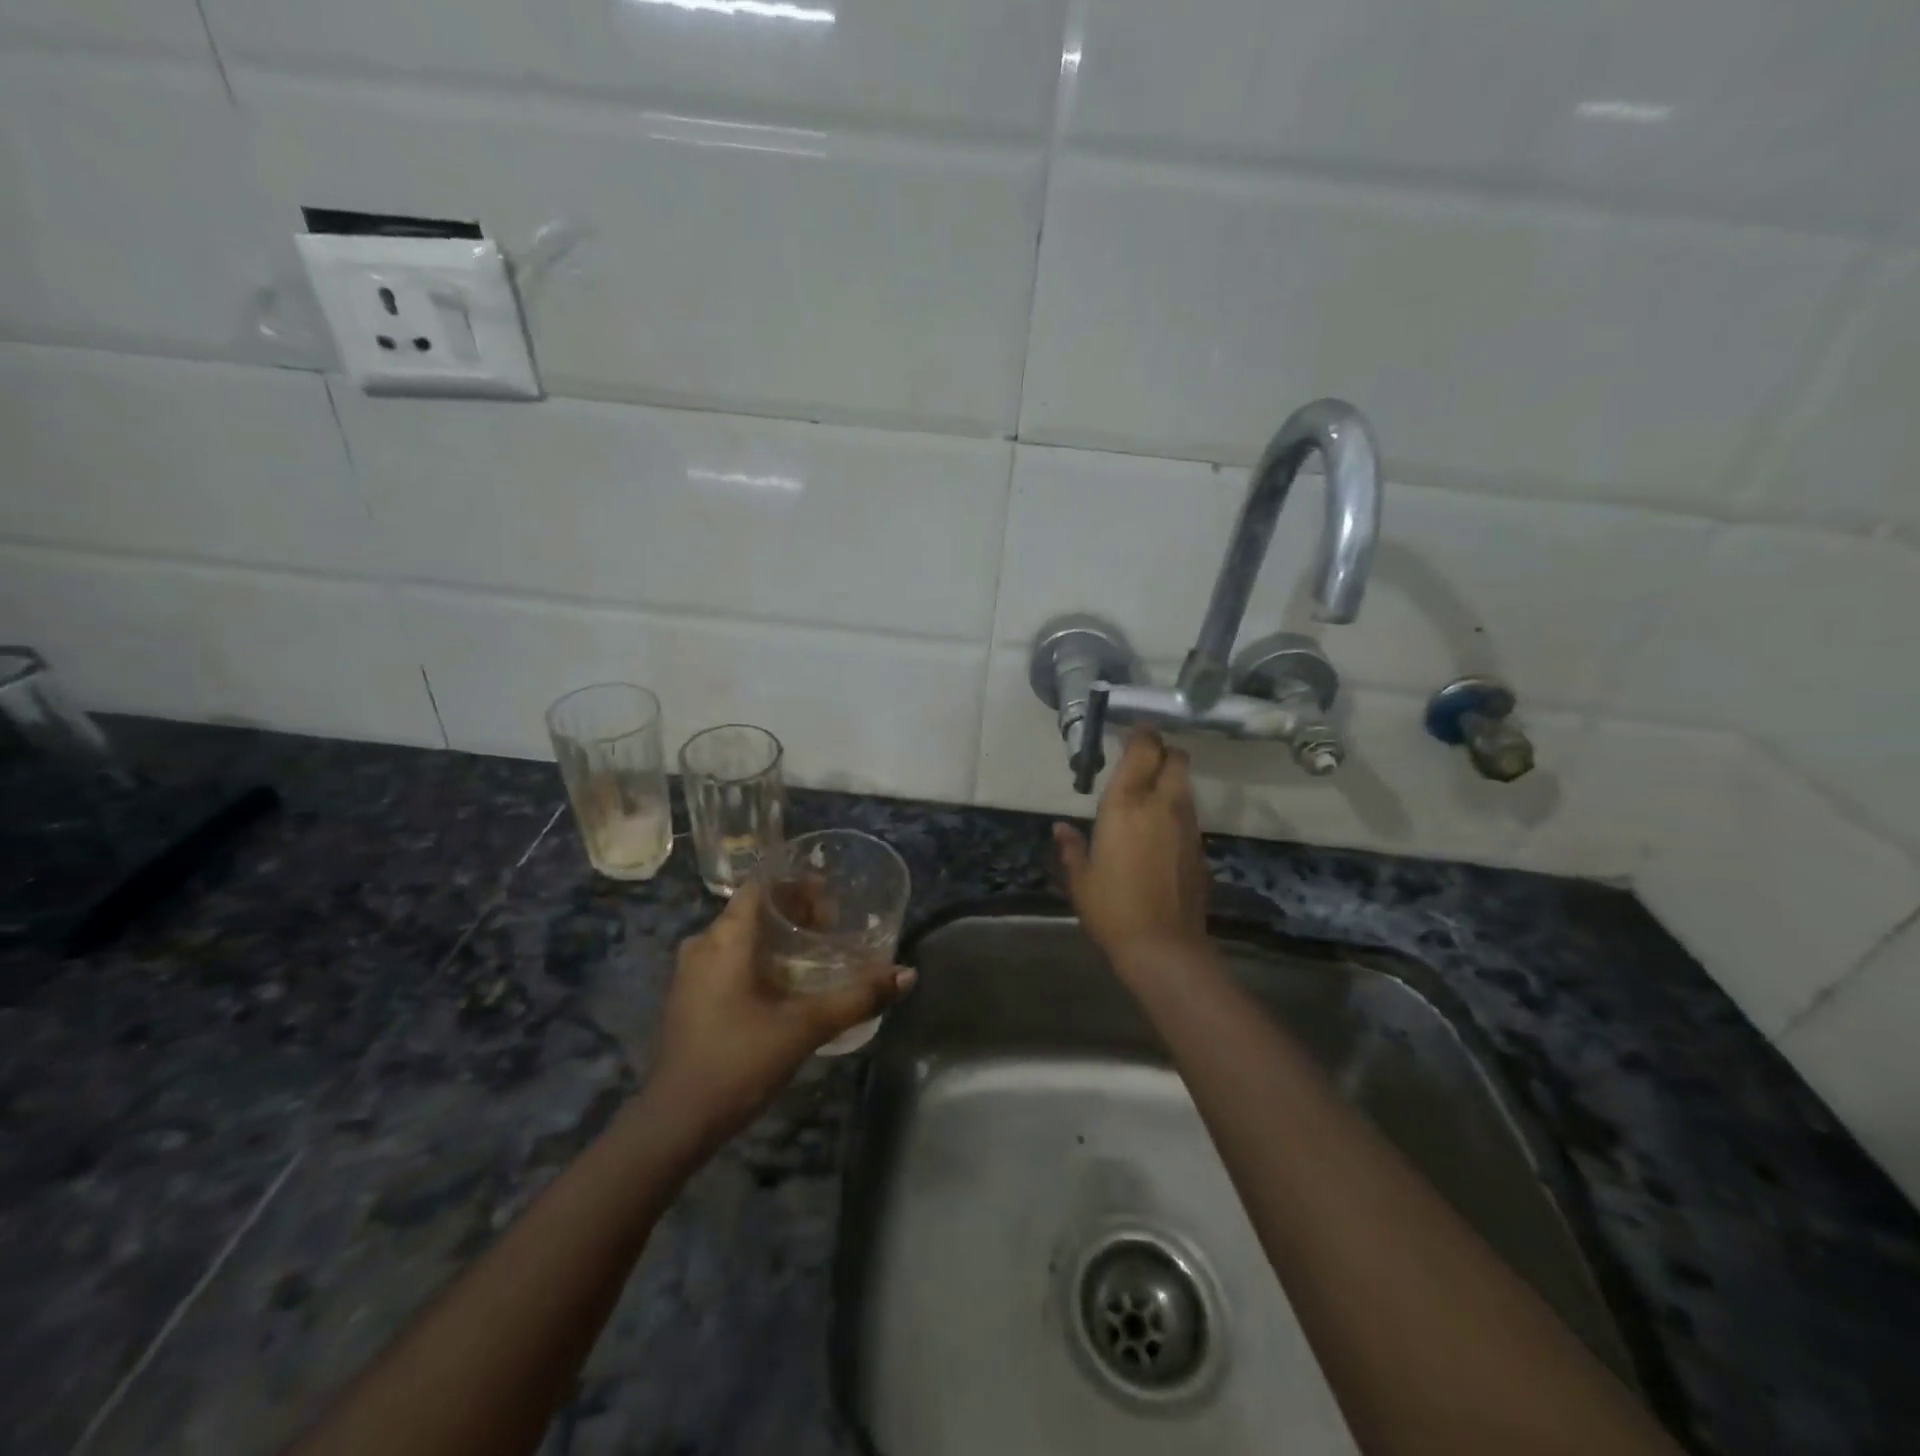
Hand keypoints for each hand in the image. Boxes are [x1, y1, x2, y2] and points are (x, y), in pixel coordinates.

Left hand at [642, 881, 912, 1147]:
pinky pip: (729, 958)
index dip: (796, 882)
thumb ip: (857, 998)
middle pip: (753, 909)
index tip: (831, 892)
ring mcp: (691, 973)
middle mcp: (703, 944)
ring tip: (816, 950)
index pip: (761, 886)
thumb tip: (906, 975)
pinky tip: (786, 982)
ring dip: (777, 935)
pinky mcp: (690, 997)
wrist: (675, 1123)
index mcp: (725, 938)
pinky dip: (759, 957)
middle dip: (794, 910)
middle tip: (833, 923)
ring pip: (740, 935)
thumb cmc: (738, 1061)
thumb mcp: (805, 1027)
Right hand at [1054, 729, 1210, 968]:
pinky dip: (1176, 808)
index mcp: (1126, 805)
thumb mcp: (1080, 879)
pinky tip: (1159, 829)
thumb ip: (1070, 848)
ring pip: (1185, 784)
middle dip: (1162, 751)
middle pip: (1175, 758)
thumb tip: (1060, 829)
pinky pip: (1189, 813)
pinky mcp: (1200, 847)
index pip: (1142, 750)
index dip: (1140, 734)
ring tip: (1148, 792)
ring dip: (1170, 778)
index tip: (1132, 730)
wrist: (1164, 947)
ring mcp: (1187, 825)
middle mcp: (1162, 805)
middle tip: (1141, 759)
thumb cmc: (1112, 909)